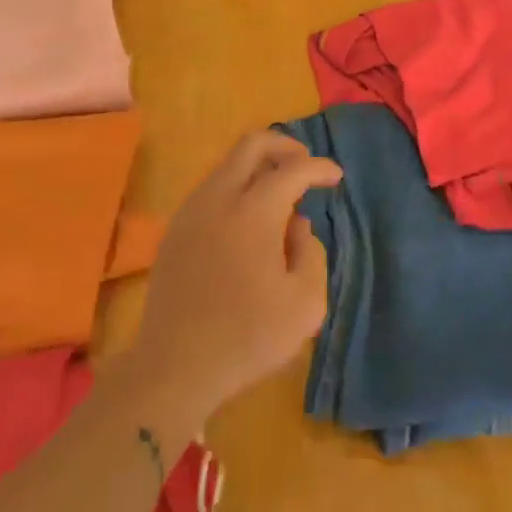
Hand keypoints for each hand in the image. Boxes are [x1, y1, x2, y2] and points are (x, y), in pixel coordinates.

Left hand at [126, 130, 342, 426]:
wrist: (175, 367)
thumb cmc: (248, 337)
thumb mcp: (306, 303)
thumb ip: (311, 253)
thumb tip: (296, 226)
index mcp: (254, 212)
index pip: (293, 169)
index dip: (320, 168)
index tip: (336, 178)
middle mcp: (219, 199)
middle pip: (252, 144)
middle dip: (285, 146)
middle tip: (305, 167)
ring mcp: (191, 212)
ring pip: (228, 165)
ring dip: (258, 168)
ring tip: (280, 199)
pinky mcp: (175, 231)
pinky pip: (211, 190)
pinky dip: (236, 189)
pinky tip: (248, 222)